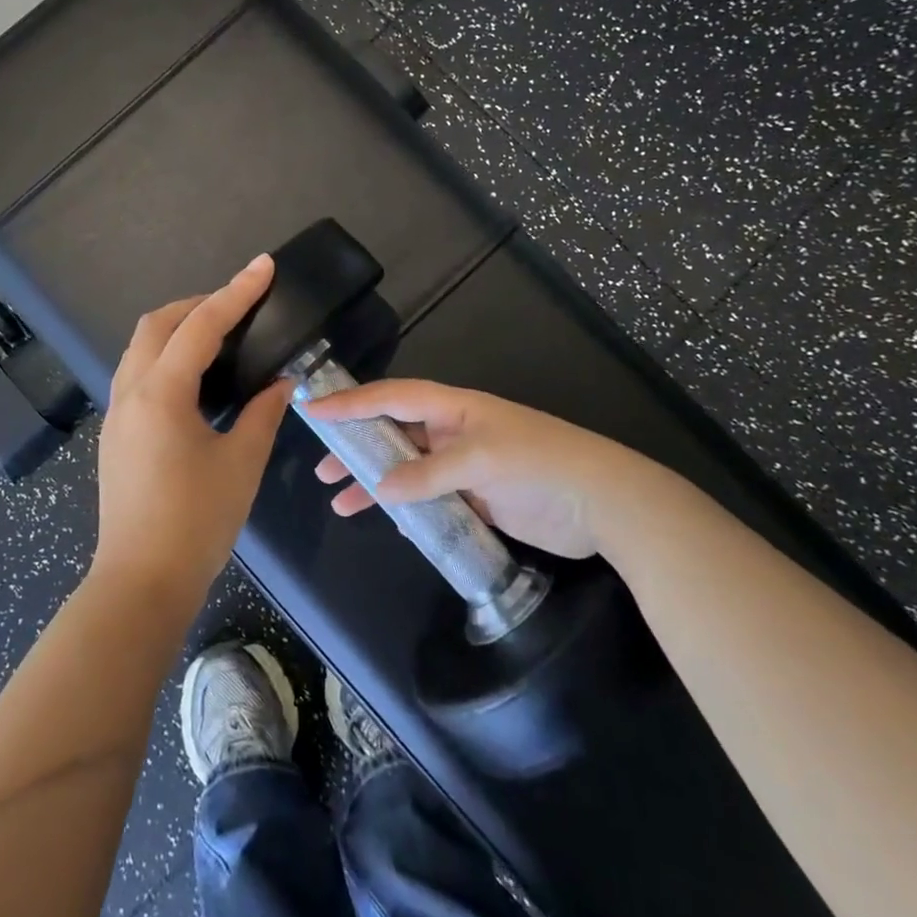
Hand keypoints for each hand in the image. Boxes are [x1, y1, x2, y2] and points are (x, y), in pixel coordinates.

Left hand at [93, 256, 293, 610]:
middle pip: (157, 324)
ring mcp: (117, 413)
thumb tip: (281, 383)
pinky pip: (138, 373)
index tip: (263, 266)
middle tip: (240, 306)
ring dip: (177, 328)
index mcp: (161, 393)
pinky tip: (195, 377)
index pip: (201, 325)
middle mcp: (131, 392)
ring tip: (220, 336)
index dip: (236, 292)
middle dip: (198, 304)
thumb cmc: (196, 522)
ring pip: (141, 347)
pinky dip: (165, 356)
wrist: (141, 582)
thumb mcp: (241, 463)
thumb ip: (263, 413)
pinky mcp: (116, 434)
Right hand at [303, 379, 670, 562]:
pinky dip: (404, 505)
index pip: (392, 398)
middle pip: (393, 432)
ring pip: (406, 468)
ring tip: (340, 501)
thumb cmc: (542, 464)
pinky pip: (427, 496)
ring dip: (374, 481)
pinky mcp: (474, 497)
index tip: (313, 410)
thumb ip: (429, 474)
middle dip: (356, 445)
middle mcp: (453, 431)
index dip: (352, 402)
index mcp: (454, 408)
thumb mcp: (483, 461)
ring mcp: (463, 465)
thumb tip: (380, 489)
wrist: (604, 504)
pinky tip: (386, 519)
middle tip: (323, 467)